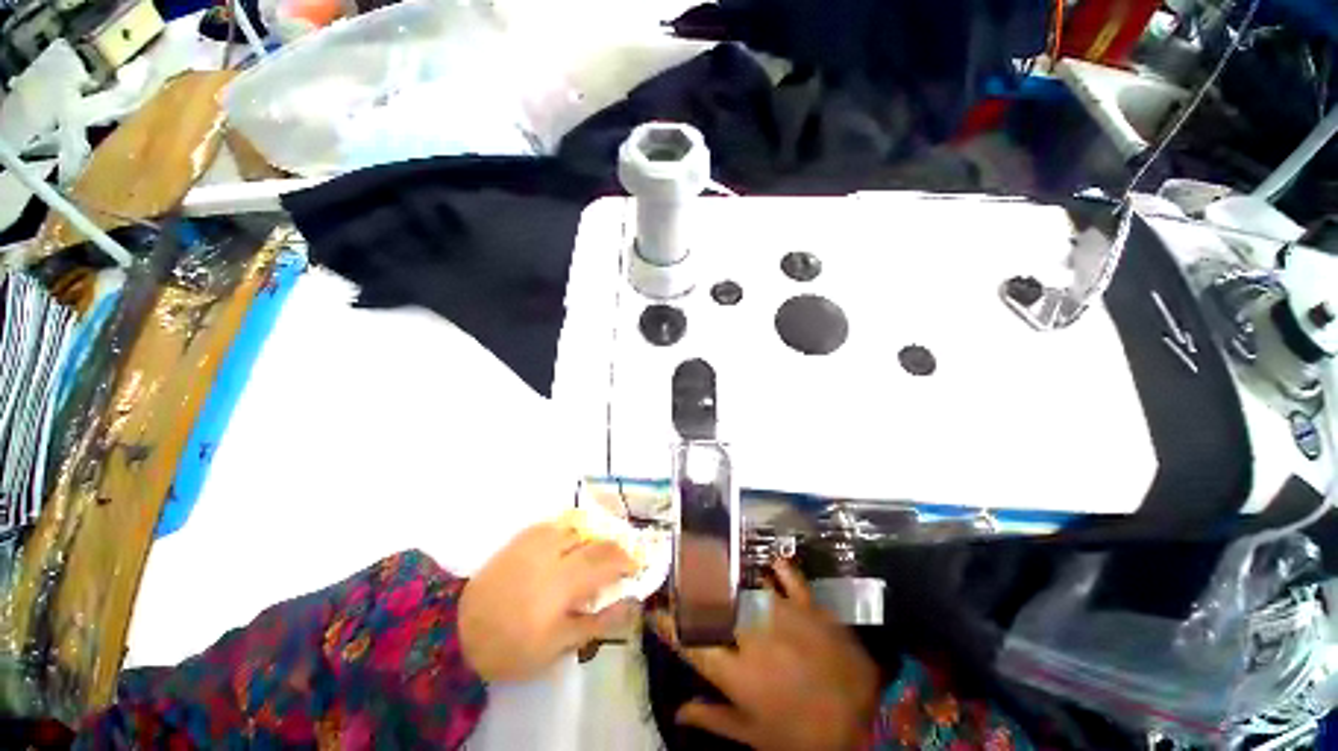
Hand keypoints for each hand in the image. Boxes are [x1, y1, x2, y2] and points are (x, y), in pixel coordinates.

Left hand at [460, 522, 636, 680]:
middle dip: (613, 547)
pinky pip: (553, 525)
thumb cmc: (512, 647)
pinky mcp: (520, 538)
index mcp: (562, 584)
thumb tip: (629, 604)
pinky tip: (567, 542)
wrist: (458, 632)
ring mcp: (535, 543)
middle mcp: (552, 555)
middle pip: (594, 541)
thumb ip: (596, 622)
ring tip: (594, 550)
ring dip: (591, 537)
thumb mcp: (557, 646)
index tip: (636, 566)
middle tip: (621, 557)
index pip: (606, 563)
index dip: (626, 561)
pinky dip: (567, 531)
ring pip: (575, 528)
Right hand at [651, 560, 879, 750]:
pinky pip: (788, 577)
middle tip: (681, 578)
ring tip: (711, 562)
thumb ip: (715, 719)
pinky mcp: (808, 605)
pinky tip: (769, 560)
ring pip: (745, 586)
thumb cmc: (805, 735)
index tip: (654, 608)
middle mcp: (753, 635)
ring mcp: (782, 614)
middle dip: (692, 590)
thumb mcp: (757, 738)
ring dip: (726, 575)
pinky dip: (778, 567)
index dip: (670, 624)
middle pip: (714, 605)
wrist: (867, 720)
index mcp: (738, 672)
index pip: (693, 642)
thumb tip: (678, 711)